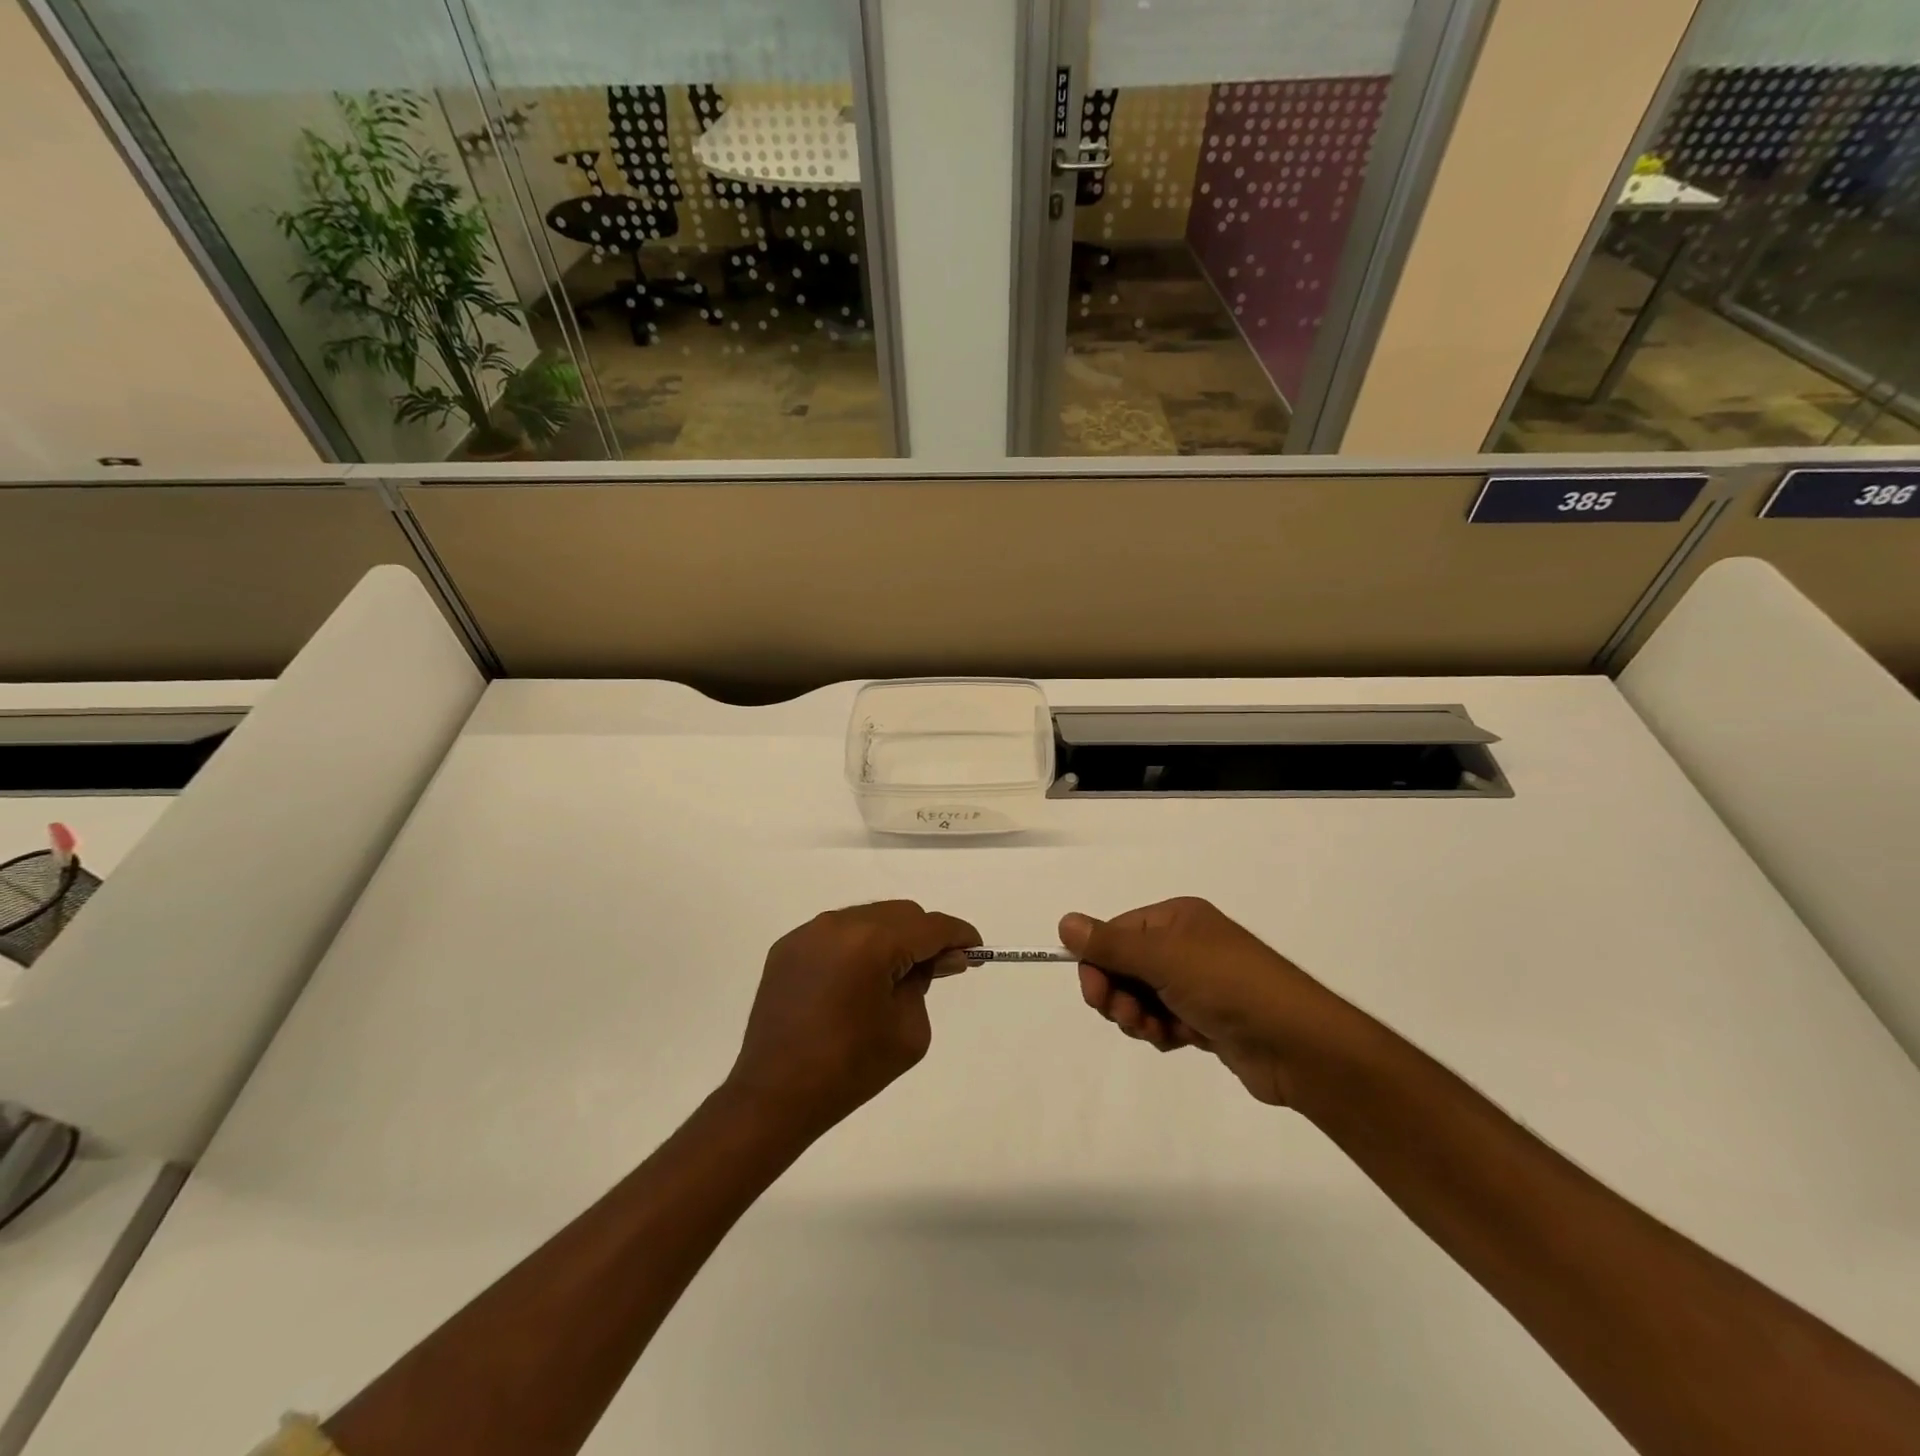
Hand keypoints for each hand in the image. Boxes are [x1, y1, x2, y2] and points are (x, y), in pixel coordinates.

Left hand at [727, 901, 979, 1132]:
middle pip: (900, 914)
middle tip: (940, 968)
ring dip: (891, 938)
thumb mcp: (908, 1031)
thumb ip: (926, 983)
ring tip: (898, 975)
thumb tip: (938, 959)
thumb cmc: (850, 1069)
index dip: (958, 935)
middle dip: (925, 936)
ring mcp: (808, 933)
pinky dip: (858, 946)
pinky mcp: (788, 947)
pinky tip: (859, 979)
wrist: (774, 1096)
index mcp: (871, 943)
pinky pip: (837, 933)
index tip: (975, 949)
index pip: (929, 927)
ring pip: (868, 918)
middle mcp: (838, 924)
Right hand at [1060, 898, 1358, 1105]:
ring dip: (1140, 1018)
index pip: (1117, 933)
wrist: (1297, 1044)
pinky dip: (1162, 1032)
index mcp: (1176, 919)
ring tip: (1159, 1032)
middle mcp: (1185, 945)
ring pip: (1141, 998)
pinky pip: (1163, 1021)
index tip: (1097, 994)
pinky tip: (1179, 1041)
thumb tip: (1065, 922)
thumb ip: (1111, 944)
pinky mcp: (1206, 1018)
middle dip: (1119, 995)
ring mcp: (1197, 983)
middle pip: (1125, 967)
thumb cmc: (1228, 986)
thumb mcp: (1164, 959)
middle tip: (1130, 1018)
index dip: (1099, 963)